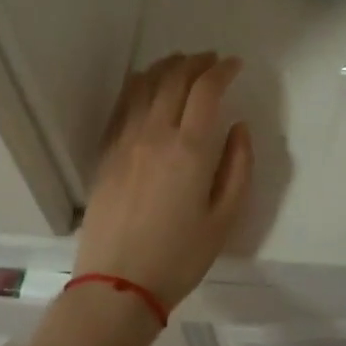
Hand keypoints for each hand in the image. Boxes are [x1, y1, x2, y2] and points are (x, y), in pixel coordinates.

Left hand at [75, 53, 252, 312]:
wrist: (117, 285)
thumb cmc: (179, 257)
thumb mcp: (225, 218)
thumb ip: (238, 167)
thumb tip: (239, 129)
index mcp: (189, 149)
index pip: (206, 90)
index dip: (222, 70)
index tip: (235, 65)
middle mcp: (155, 134)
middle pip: (174, 78)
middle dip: (196, 62)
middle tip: (212, 60)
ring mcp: (125, 141)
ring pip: (145, 85)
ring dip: (167, 67)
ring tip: (182, 64)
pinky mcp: (106, 153)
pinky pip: (123, 105)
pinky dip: (139, 84)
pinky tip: (146, 83)